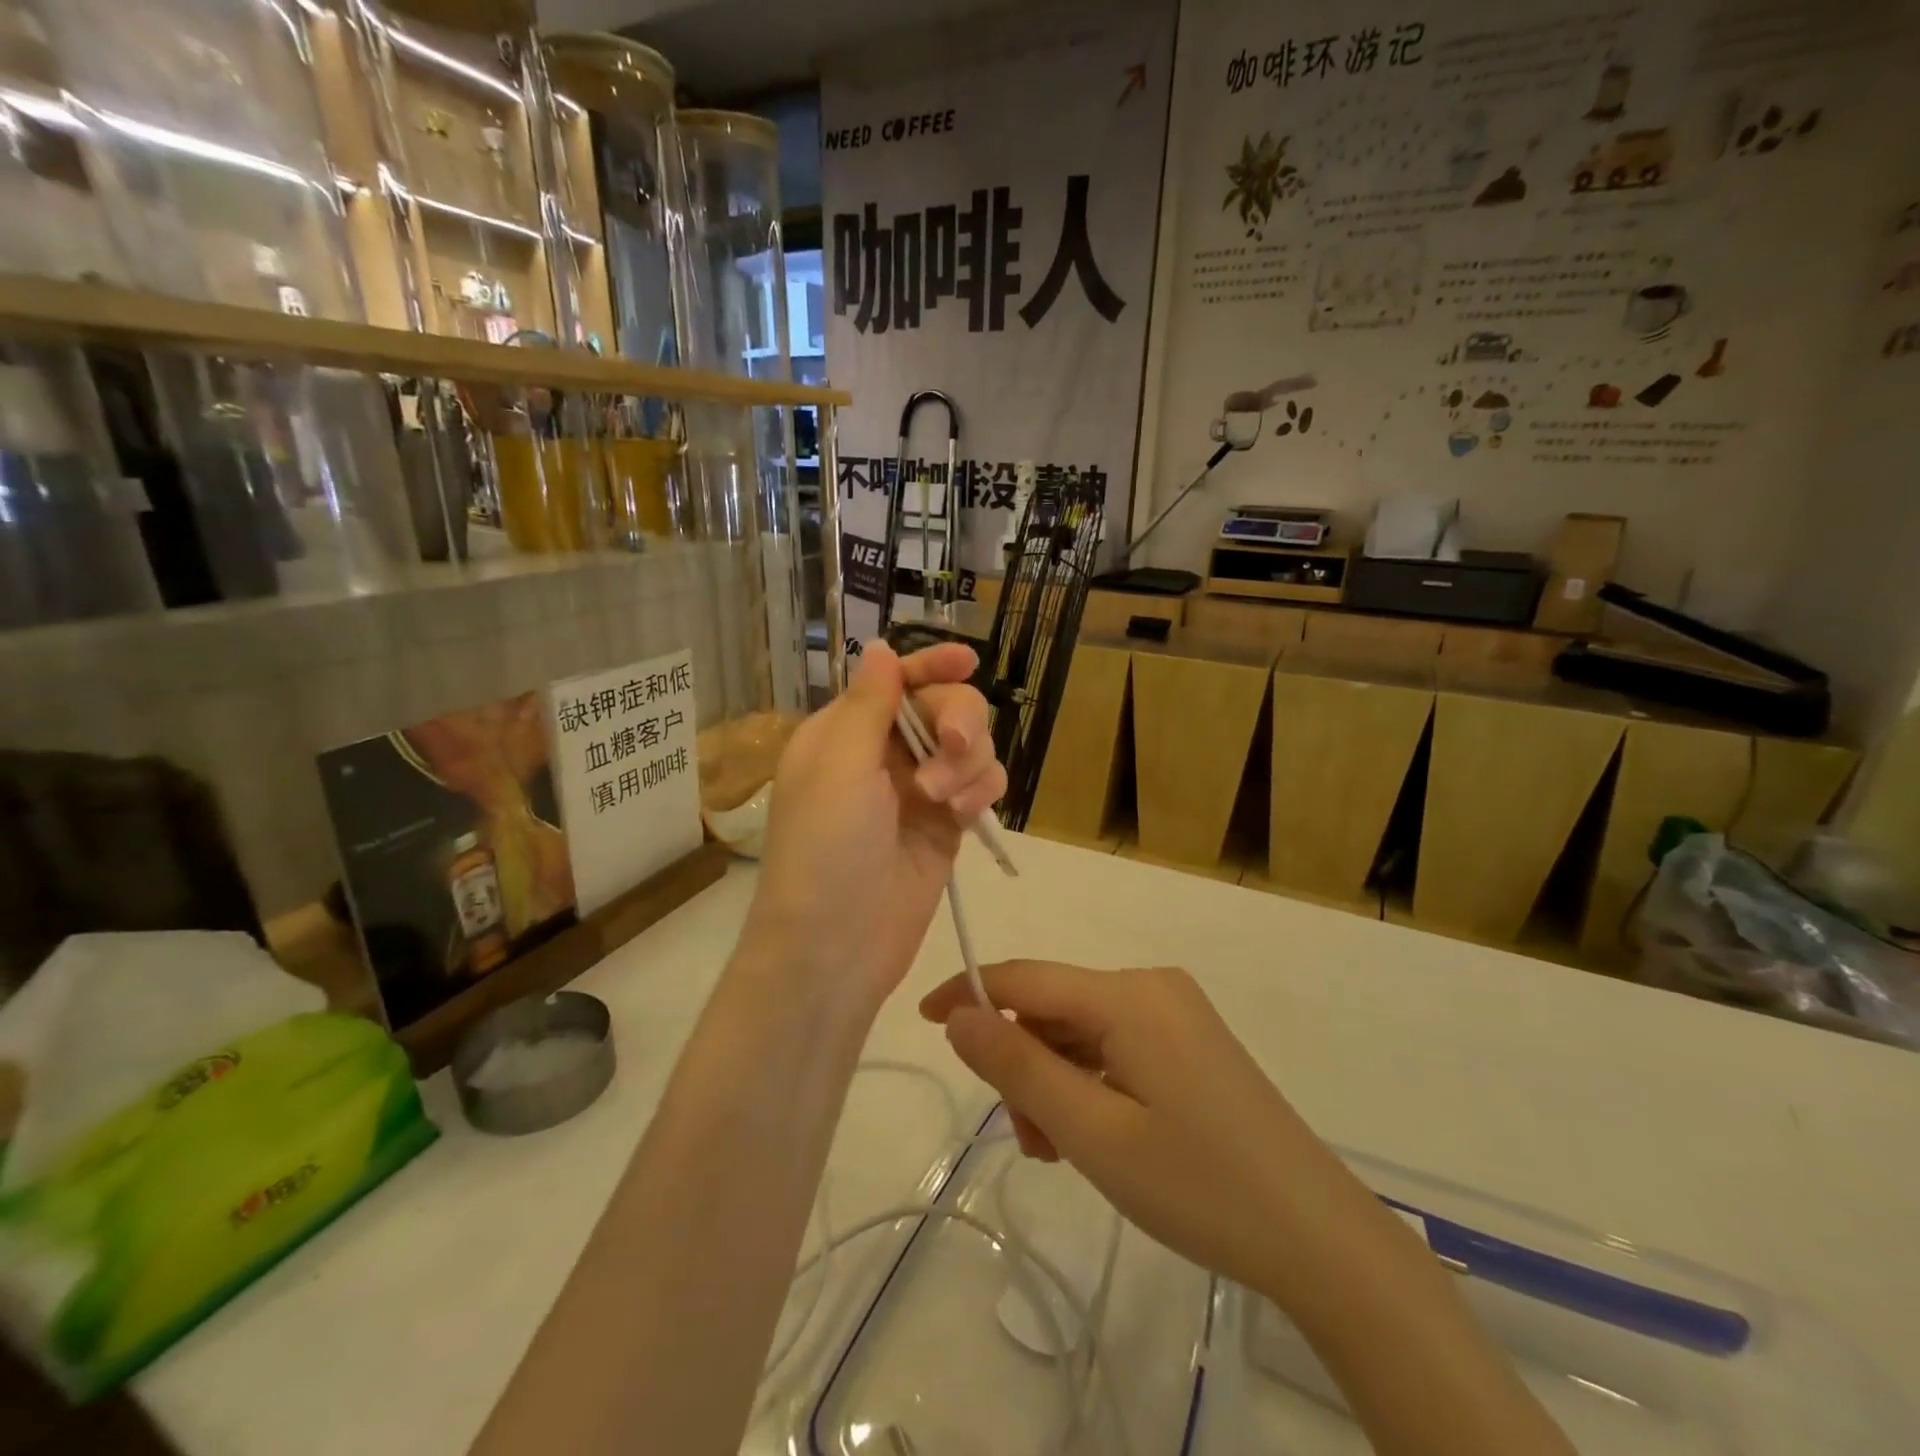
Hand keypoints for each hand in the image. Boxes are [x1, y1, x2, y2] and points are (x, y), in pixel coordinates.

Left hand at [745, 642, 1006, 1007]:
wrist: (837, 947)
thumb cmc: (825, 850)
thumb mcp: (839, 768)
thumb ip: (868, 704)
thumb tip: (880, 647)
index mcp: (846, 732)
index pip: (896, 681)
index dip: (933, 665)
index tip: (968, 661)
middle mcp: (884, 755)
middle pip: (944, 707)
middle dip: (957, 721)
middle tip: (953, 747)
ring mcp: (919, 791)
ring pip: (971, 746)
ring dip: (969, 763)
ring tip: (944, 802)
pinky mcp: (946, 825)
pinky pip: (982, 785)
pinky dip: (982, 790)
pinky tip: (964, 815)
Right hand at [919, 960, 1358, 1299]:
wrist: (1318, 1235)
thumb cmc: (1199, 1185)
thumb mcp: (1093, 1133)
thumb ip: (1018, 1067)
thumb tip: (960, 1016)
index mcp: (1128, 994)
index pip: (1025, 978)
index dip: (969, 993)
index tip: (924, 1021)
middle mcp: (1151, 985)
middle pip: (1054, 1008)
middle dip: (1024, 1064)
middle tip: (1028, 1140)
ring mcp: (1175, 1011)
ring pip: (1082, 1031)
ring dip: (1055, 1081)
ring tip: (1063, 1152)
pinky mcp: (1189, 1039)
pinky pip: (1116, 1044)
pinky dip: (1089, 1082)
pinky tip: (1096, 1134)